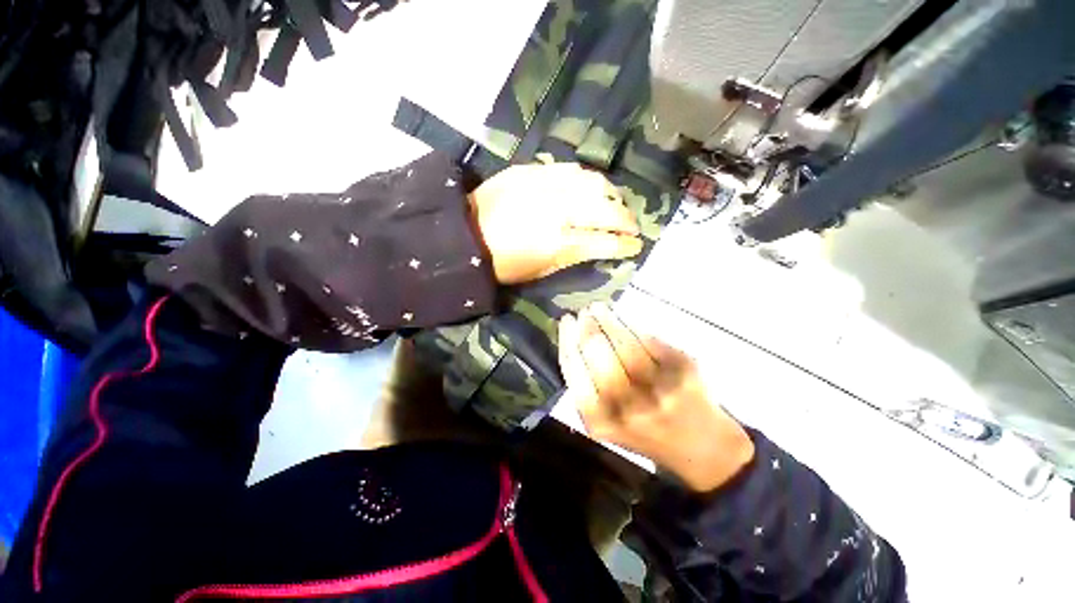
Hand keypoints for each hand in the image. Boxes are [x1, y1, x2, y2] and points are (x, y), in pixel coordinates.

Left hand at [469, 163, 642, 284]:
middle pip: (606, 209)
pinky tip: (592, 187)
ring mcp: (547, 185)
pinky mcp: (534, 170)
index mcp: (558, 243)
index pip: (604, 241)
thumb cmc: (502, 263)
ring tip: (615, 204)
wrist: (465, 233)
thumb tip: (599, 246)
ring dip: (612, 195)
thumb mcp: (540, 271)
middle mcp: (558, 210)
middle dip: (626, 219)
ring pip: (594, 183)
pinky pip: (572, 169)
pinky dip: (588, 179)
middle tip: (632, 226)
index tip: (636, 246)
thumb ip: (573, 257)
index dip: (624, 245)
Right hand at [558, 303, 755, 491]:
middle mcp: (628, 407)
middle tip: (584, 312)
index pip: (574, 371)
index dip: (568, 340)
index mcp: (601, 421)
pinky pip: (650, 340)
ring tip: (599, 308)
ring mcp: (659, 389)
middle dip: (588, 327)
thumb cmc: (644, 432)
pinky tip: (624, 319)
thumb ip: (587, 389)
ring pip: (625, 343)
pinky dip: (634, 326)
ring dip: (609, 320)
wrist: (703, 450)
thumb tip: (574, 338)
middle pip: (598, 353)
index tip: (566, 321)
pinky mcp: (684, 373)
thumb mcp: (606, 423)